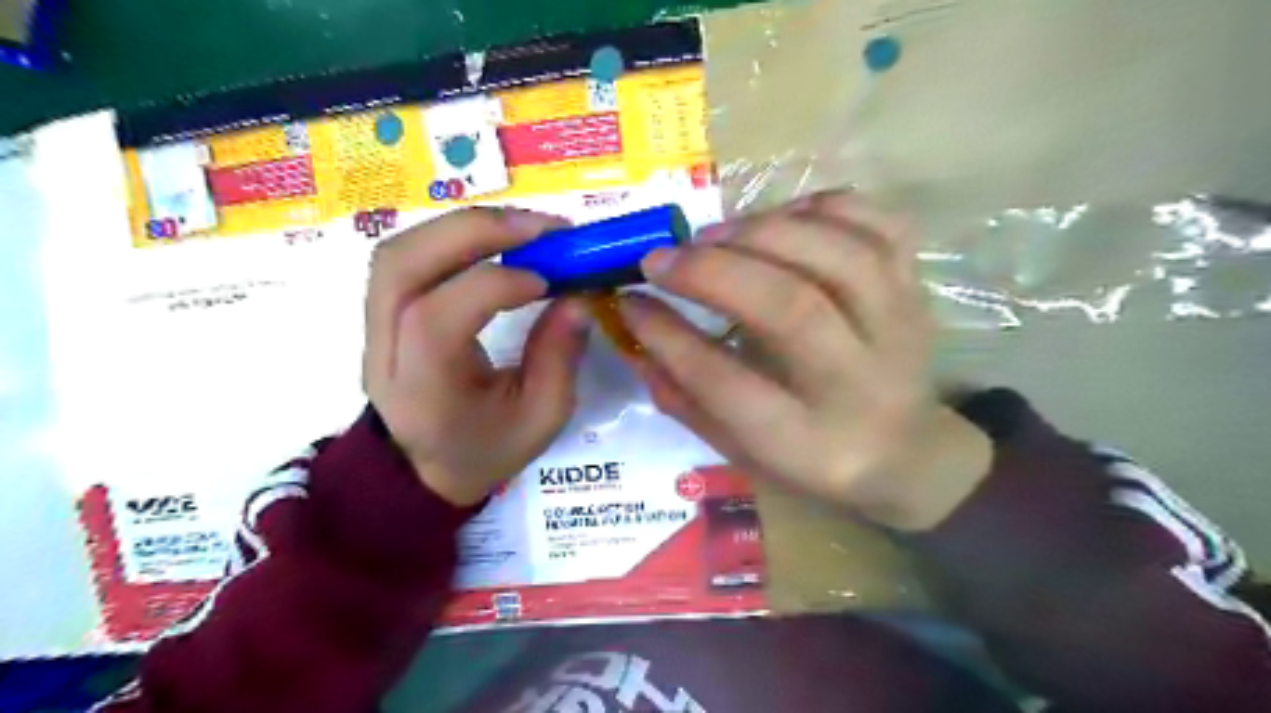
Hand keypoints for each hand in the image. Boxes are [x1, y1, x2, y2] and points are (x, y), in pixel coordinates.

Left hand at [361, 207, 590, 505]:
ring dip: (462, 227)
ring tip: (522, 228)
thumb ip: (560, 357)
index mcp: (423, 391)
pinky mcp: (381, 312)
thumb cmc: (487, 449)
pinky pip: (406, 257)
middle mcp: (385, 352)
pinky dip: (451, 237)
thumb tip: (579, 296)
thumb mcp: (542, 418)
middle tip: (540, 227)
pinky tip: (494, 241)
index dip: (495, 285)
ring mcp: (373, 327)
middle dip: (475, 231)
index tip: (550, 280)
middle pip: (402, 266)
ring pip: (398, 251)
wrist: (425, 468)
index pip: (437, 318)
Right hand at [620, 192, 997, 531]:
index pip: (727, 383)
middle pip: (792, 309)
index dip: (669, 336)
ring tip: (713, 236)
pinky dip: (824, 208)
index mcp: (807, 444)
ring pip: (840, 258)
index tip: (629, 302)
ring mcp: (899, 329)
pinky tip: (781, 218)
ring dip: (764, 232)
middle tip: (661, 258)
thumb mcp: (742, 452)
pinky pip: (881, 227)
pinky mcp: (916, 291)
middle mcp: (859, 384)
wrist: (908, 453)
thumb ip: (686, 400)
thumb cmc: (812, 460)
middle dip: (714, 272)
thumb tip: (635, 337)